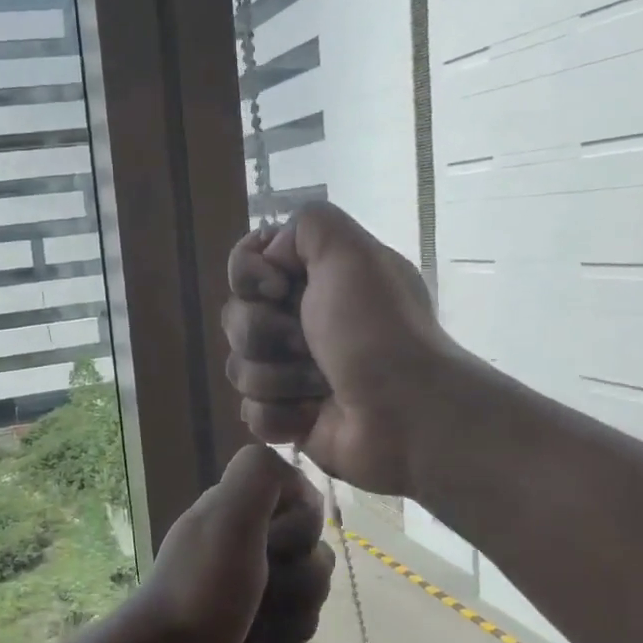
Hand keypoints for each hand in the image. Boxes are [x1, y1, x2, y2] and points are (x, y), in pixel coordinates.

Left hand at [117, 445, 334, 642]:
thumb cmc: (201, 591)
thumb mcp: (228, 518)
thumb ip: (259, 475)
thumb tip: (294, 476)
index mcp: (235, 510)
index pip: (304, 504)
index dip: (302, 527)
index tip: (275, 544)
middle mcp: (243, 543)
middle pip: (313, 555)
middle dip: (300, 583)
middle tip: (262, 594)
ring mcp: (247, 588)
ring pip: (309, 596)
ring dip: (291, 617)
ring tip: (254, 629)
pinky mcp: (252, 629)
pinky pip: (295, 631)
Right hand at [223, 201, 454, 497]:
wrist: (407, 415)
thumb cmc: (378, 331)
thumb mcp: (351, 252)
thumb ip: (307, 224)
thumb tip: (270, 255)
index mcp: (315, 280)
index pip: (246, 266)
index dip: (250, 276)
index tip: (278, 288)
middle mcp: (300, 321)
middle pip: (236, 318)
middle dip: (266, 333)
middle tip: (309, 344)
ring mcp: (290, 372)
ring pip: (238, 368)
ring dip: (277, 378)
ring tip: (319, 387)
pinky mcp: (287, 418)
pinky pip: (250, 412)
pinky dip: (279, 416)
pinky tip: (310, 417)